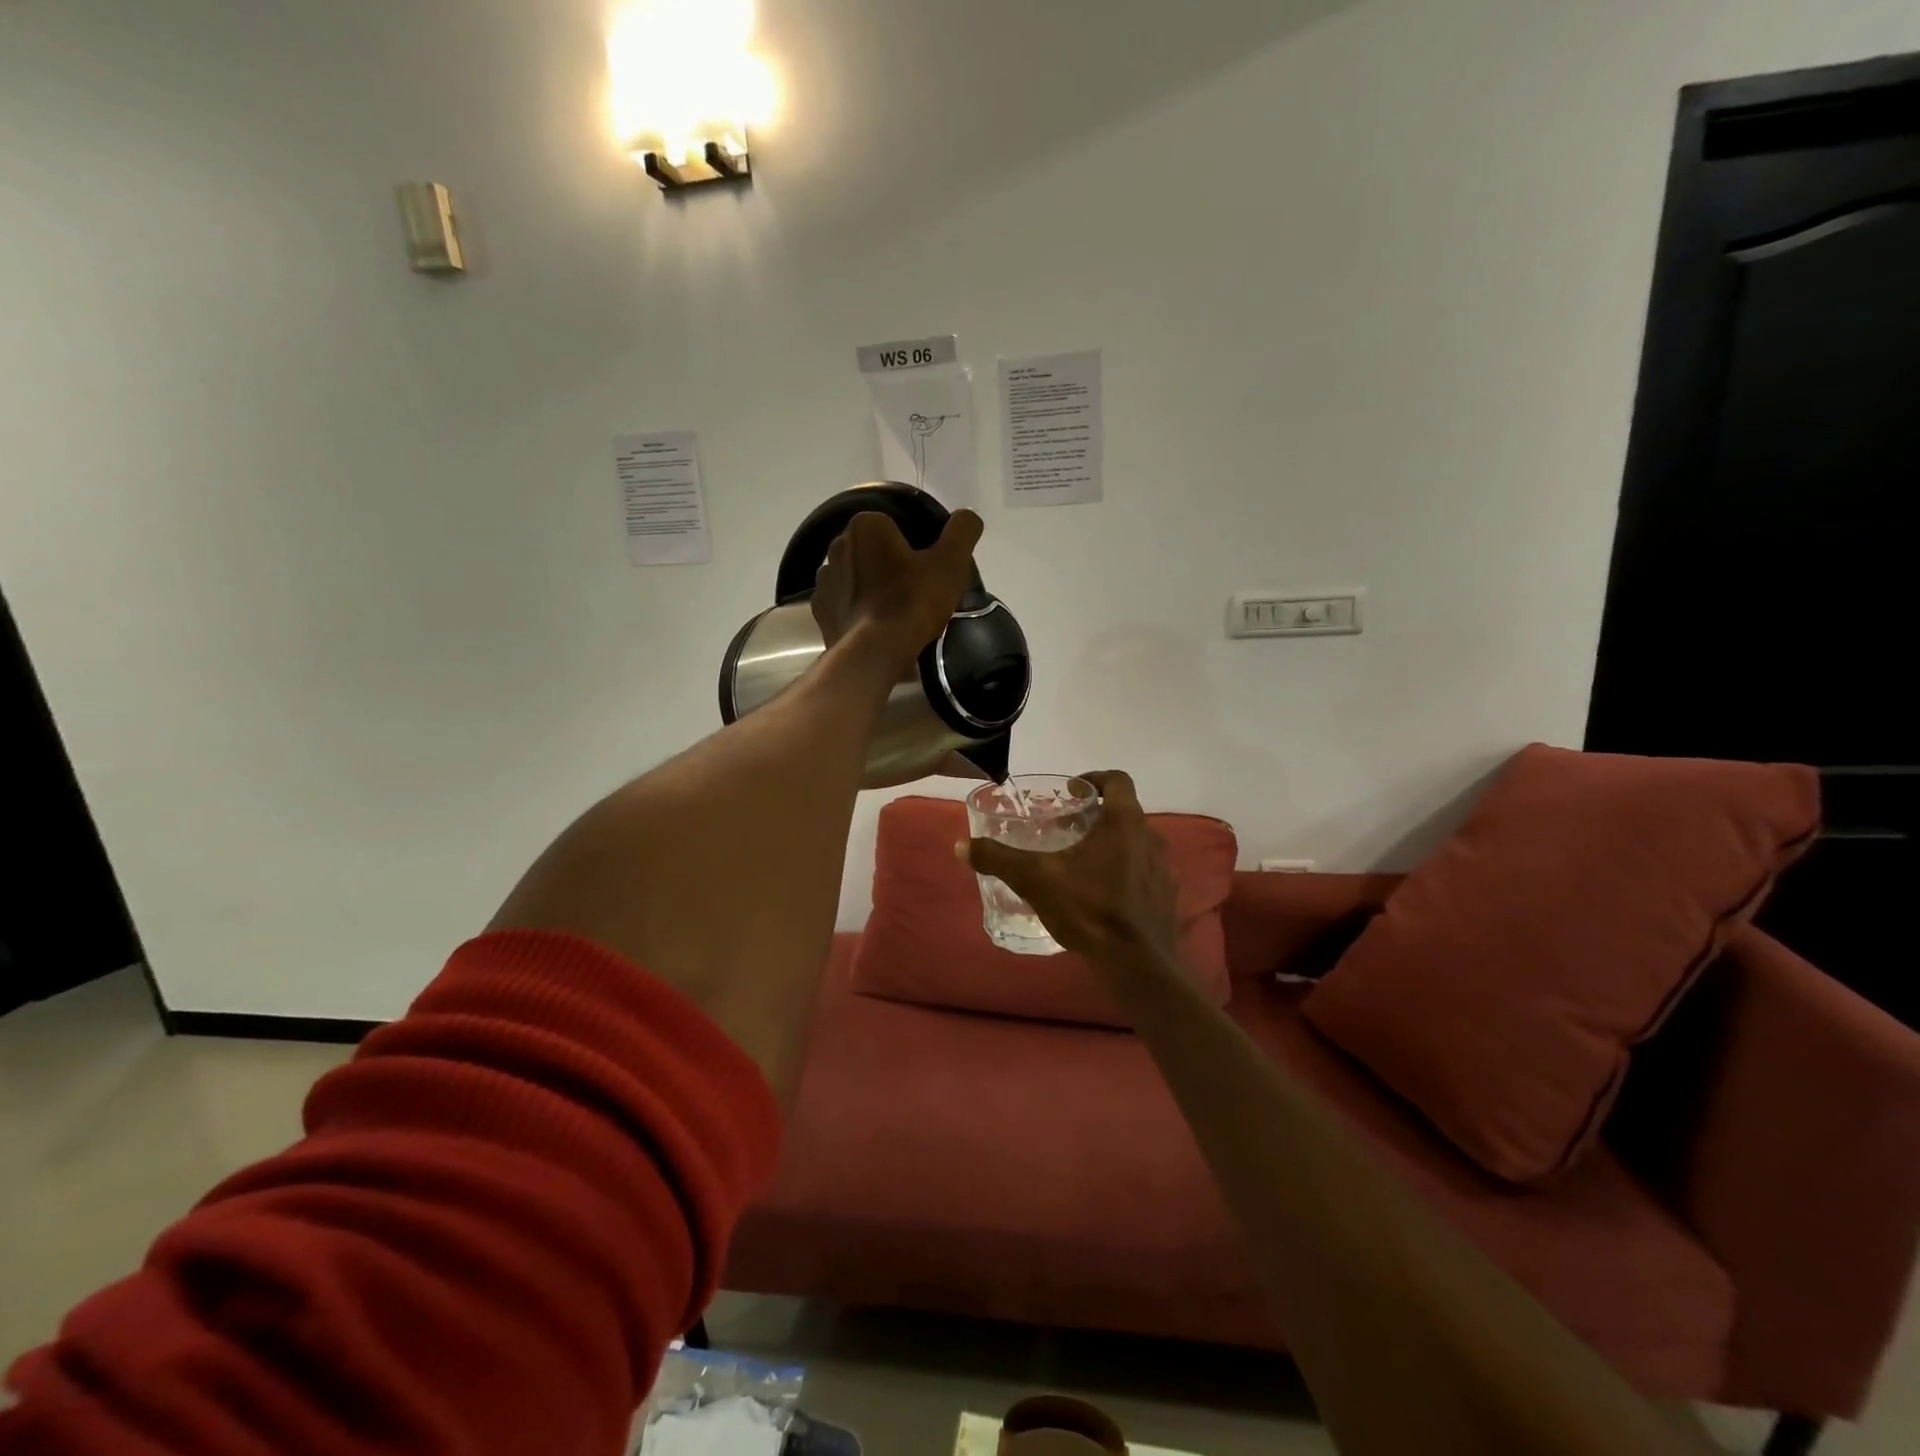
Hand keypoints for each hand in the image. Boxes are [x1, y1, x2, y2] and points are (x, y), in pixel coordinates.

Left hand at [811, 509, 984, 671]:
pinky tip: (875, 626)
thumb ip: (962, 531)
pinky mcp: (820, 611)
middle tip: (915, 591)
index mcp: (865, 526)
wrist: (874, 653)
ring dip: (871, 587)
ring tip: (895, 613)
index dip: (915, 545)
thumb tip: (967, 517)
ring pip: (856, 576)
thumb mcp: (951, 563)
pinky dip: (857, 610)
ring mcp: (823, 580)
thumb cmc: (912, 602)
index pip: (894, 525)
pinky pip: (843, 603)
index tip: (928, 570)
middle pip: (873, 550)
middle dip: (890, 564)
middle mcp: (836, 545)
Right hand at [963, 771, 1180, 964]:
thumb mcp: (1035, 880)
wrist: (1138, 964)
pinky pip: (1146, 873)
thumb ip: (998, 859)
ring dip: (1113, 845)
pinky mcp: (1168, 896)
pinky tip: (1104, 895)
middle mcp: (1151, 837)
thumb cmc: (1090, 909)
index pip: (1118, 780)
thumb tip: (961, 845)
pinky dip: (1126, 873)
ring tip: (1083, 864)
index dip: (1095, 778)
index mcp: (1124, 822)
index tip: (1072, 791)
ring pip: (1136, 843)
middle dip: (1097, 816)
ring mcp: (1164, 868)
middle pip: (1125, 812)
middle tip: (1068, 829)